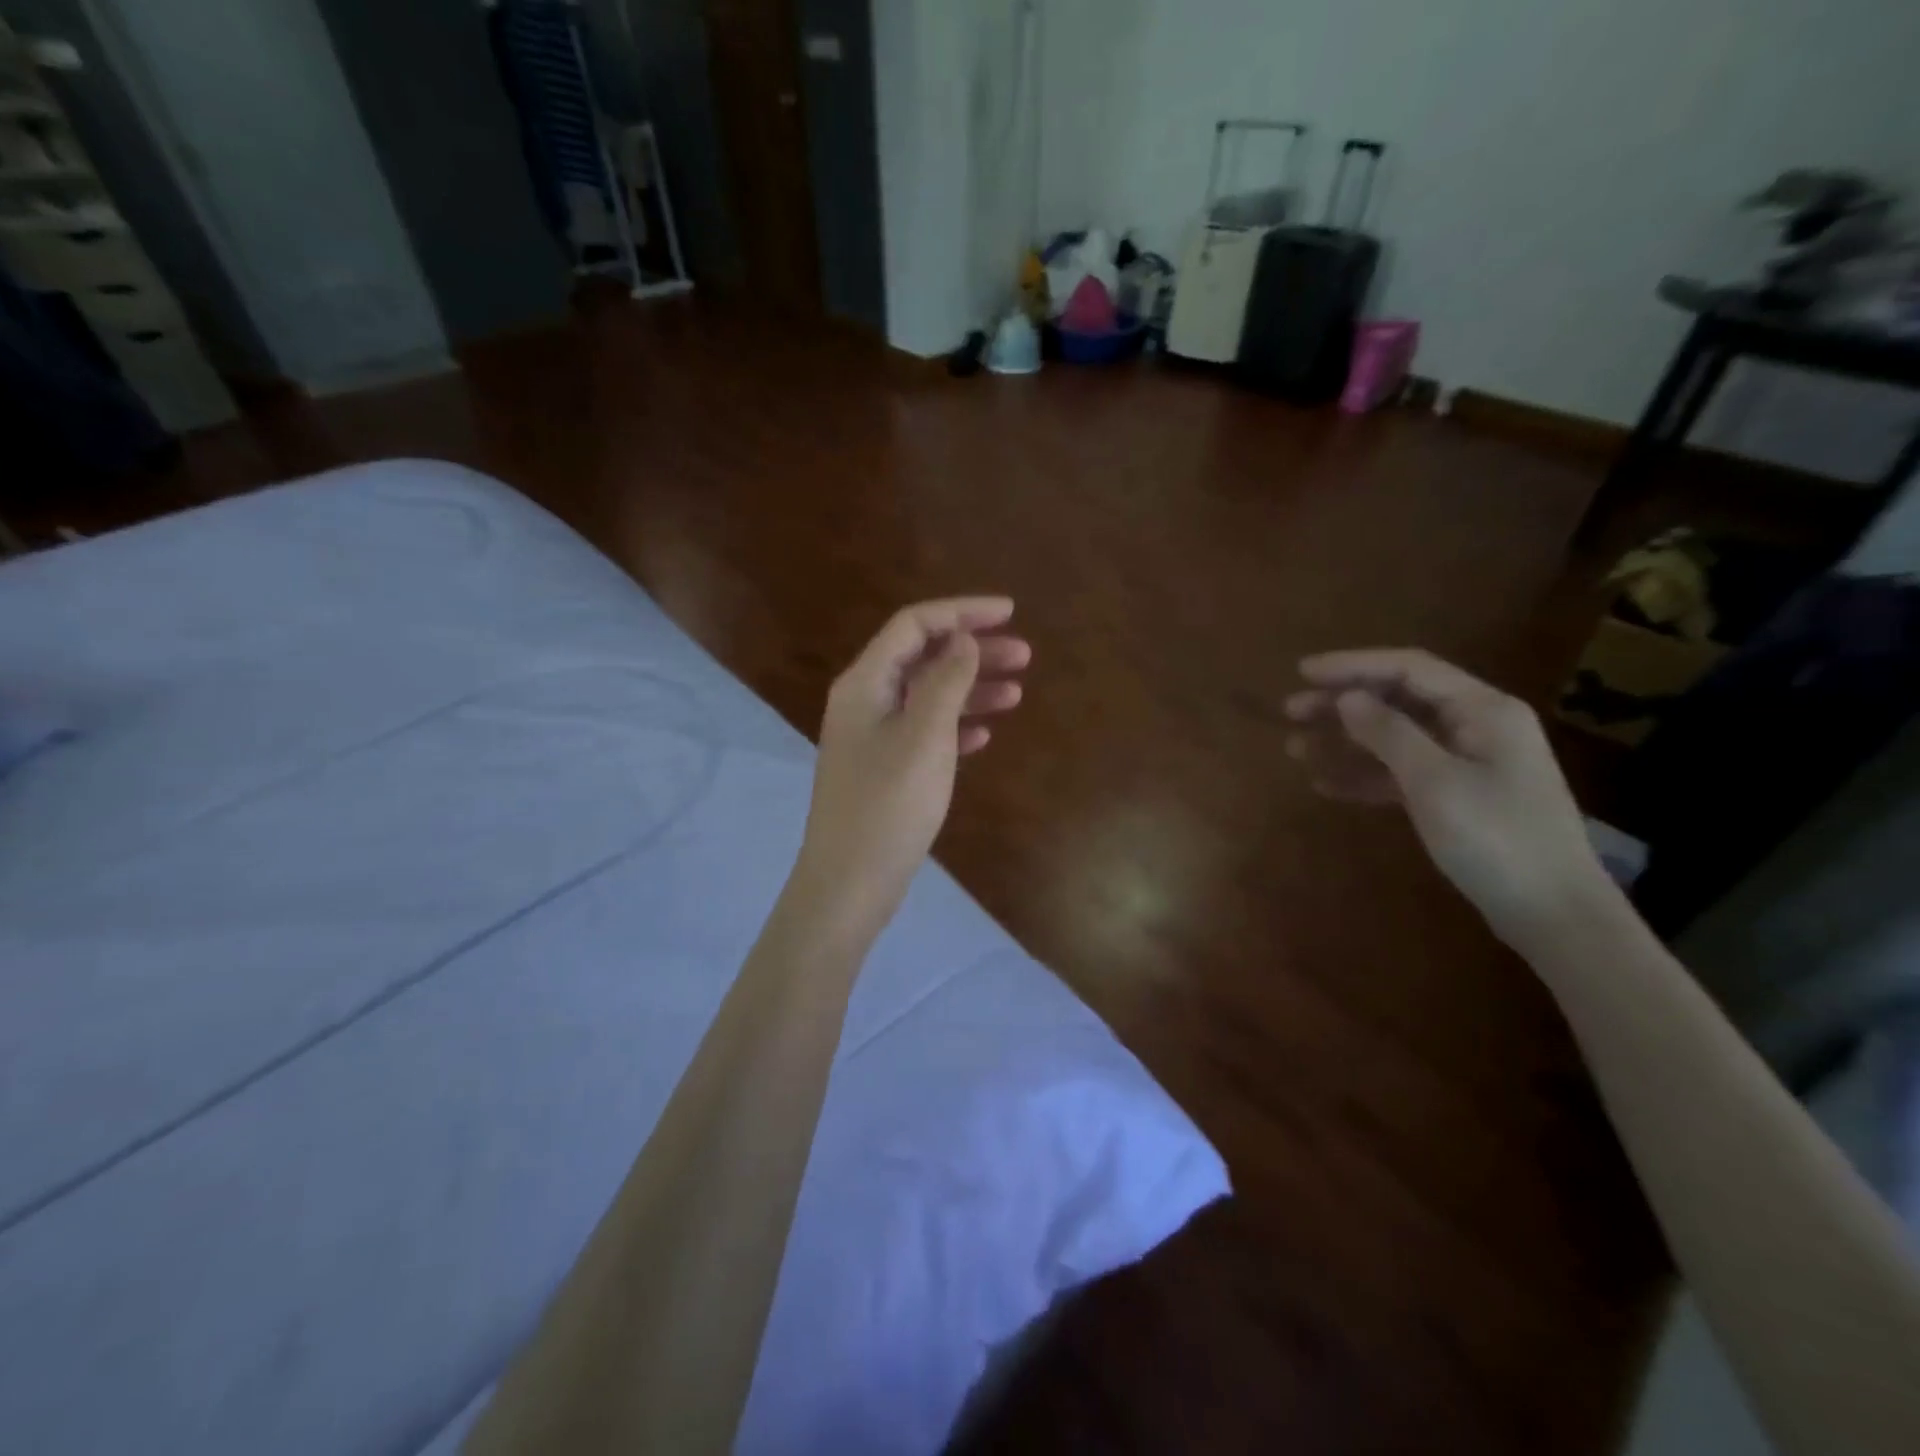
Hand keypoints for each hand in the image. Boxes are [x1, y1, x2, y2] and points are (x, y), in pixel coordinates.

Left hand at [794, 598, 1030, 939]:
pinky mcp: (884, 769)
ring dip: (971, 689)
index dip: (962, 612)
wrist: (850, 882)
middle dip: (973, 651)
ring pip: (928, 696)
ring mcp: (872, 737)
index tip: (1010, 613)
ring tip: (1017, 694)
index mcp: (865, 683)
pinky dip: (956, 725)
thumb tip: (964, 639)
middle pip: (923, 658)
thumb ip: (946, 681)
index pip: (913, 625)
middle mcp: (864, 701)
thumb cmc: (888, 805)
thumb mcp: (924, 736)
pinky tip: (984, 735)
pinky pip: (925, 731)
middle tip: (1025, 656)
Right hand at [1286, 649, 1612, 946]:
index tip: (1301, 672)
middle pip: (1398, 699)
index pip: (1409, 669)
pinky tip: (1325, 785)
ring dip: (1345, 740)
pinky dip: (1364, 775)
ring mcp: (1467, 762)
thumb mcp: (1435, 782)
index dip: (1352, 665)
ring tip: (1295, 747)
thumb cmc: (1496, 839)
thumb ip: (1389, 733)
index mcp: (1482, 710)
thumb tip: (1348, 698)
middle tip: (1290, 712)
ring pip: (1395, 737)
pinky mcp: (1457, 796)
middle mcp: (1476, 726)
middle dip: (1342, 702)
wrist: (1553, 914)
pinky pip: (1401, 772)